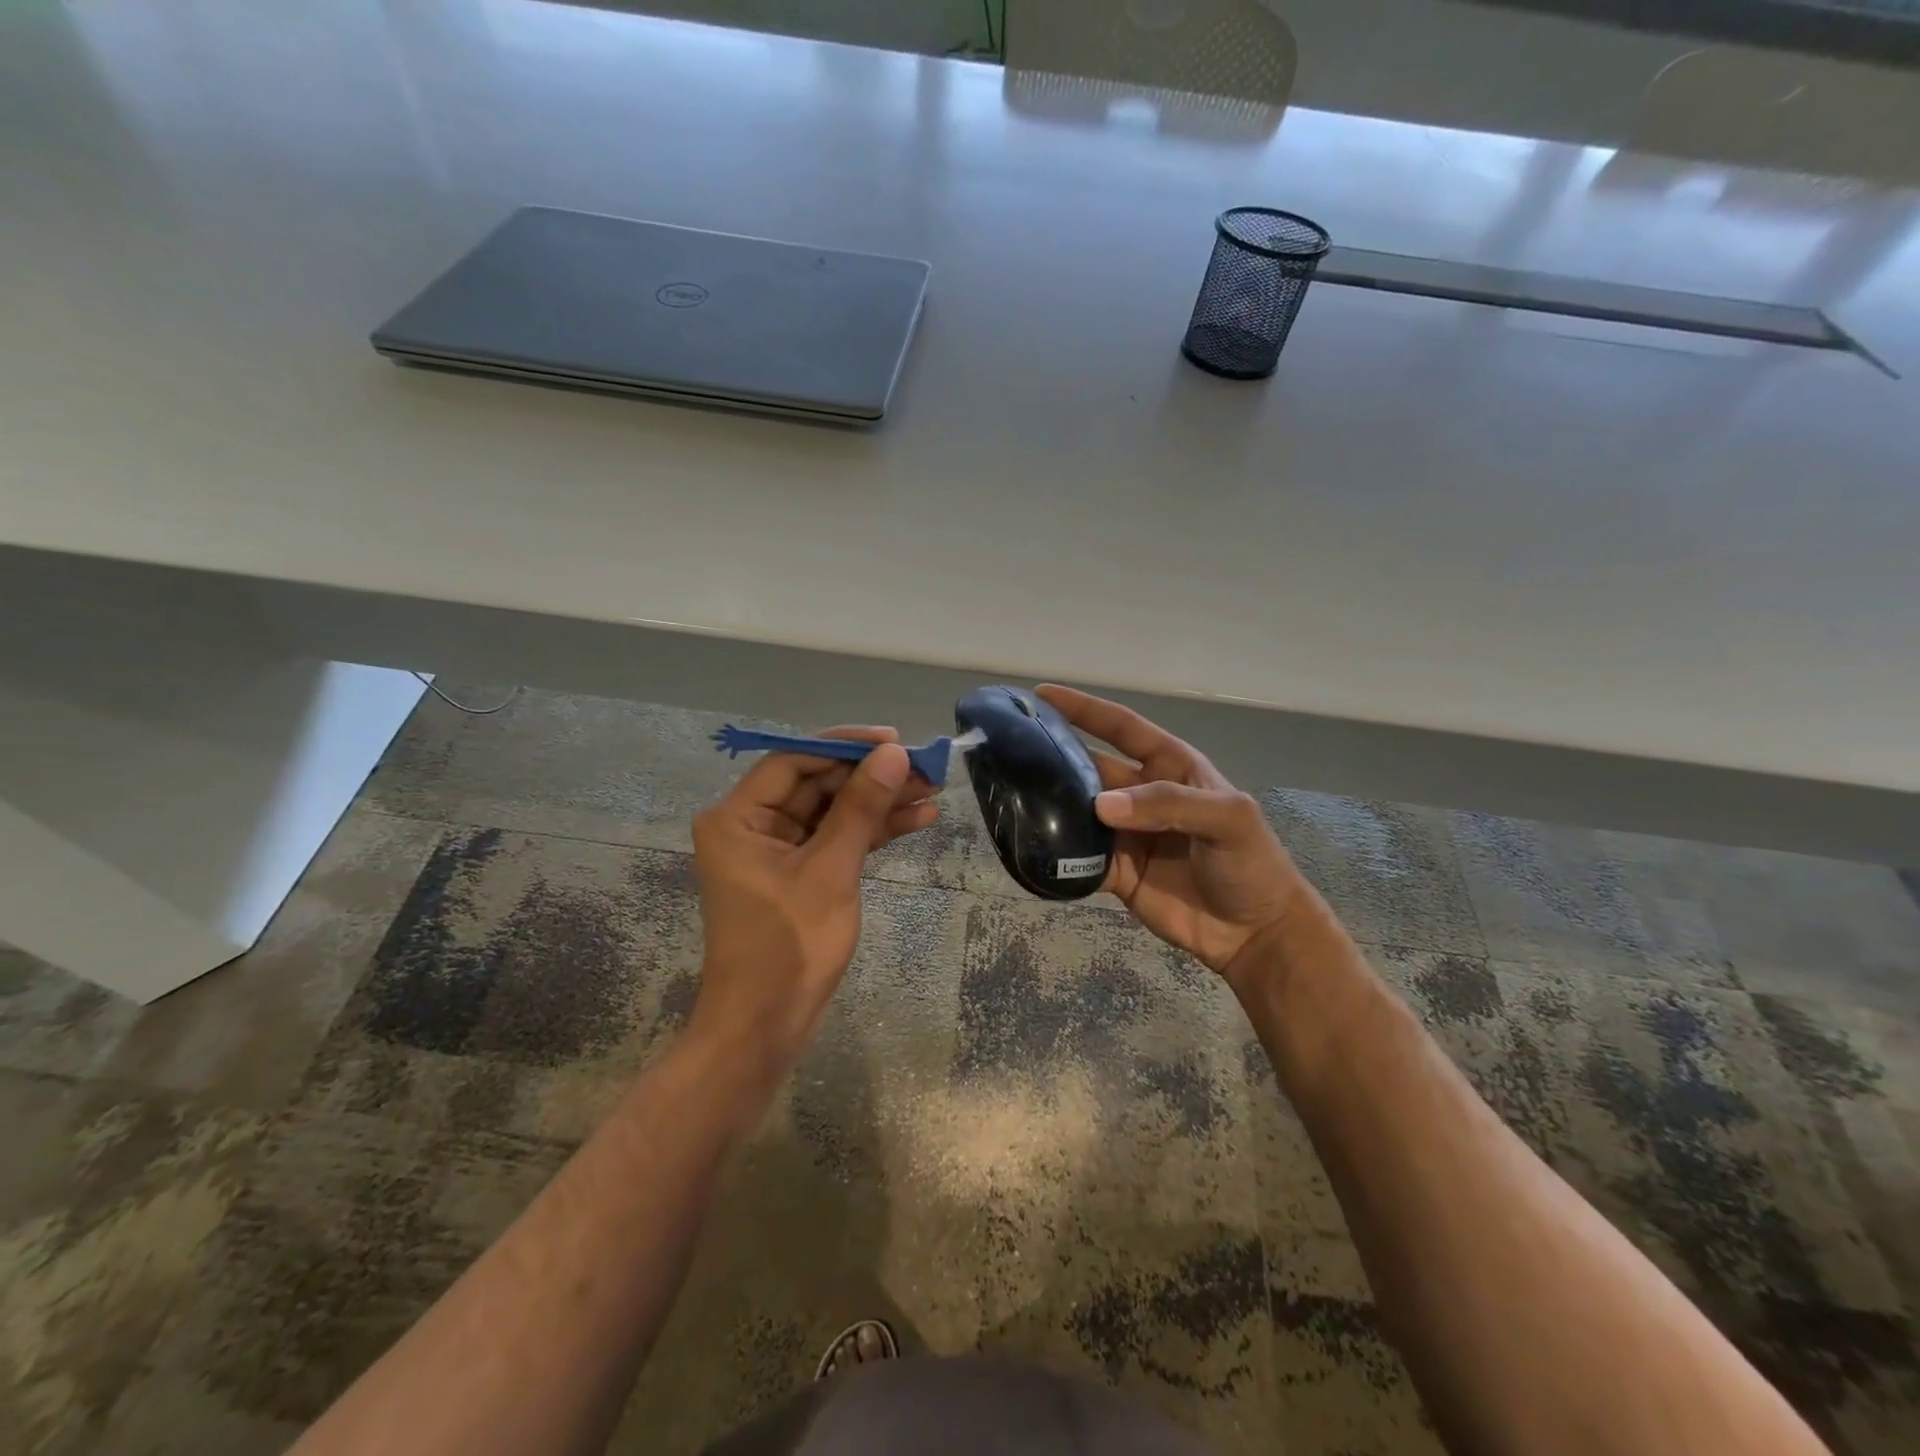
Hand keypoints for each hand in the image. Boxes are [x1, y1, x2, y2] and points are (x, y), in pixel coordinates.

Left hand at [689, 727, 937, 1080]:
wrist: (765, 1027)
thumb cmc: (788, 946)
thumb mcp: (831, 870)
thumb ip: (861, 808)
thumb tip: (894, 754)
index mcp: (738, 817)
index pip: (793, 760)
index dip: (845, 746)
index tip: (895, 741)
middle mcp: (751, 825)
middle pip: (817, 783)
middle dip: (871, 776)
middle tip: (924, 767)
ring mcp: (776, 850)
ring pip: (832, 811)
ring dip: (879, 802)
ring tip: (933, 790)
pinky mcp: (798, 873)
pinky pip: (836, 839)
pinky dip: (872, 831)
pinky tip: (917, 819)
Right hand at [1036, 685, 1308, 981]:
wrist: (1254, 933)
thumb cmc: (1251, 863)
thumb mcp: (1228, 819)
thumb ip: (1169, 803)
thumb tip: (1101, 804)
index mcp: (1169, 767)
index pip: (1121, 727)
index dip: (1084, 709)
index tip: (1041, 696)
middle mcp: (1141, 794)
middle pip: (1090, 768)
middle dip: (1054, 756)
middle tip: (1009, 750)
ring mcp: (1125, 834)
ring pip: (1078, 811)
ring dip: (1048, 805)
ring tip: (1007, 795)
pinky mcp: (1115, 872)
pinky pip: (1078, 858)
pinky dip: (1056, 854)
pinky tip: (1027, 847)